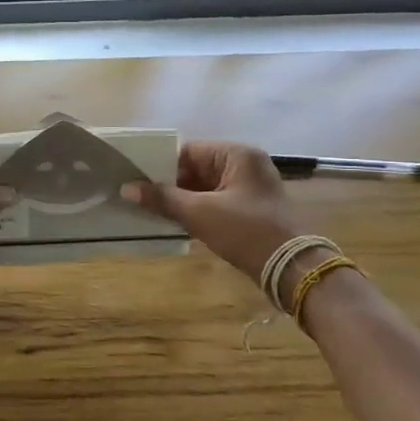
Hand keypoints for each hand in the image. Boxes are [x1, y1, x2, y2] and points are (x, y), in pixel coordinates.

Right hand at [121, 141, 310, 285]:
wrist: (292, 269)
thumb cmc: (246, 231)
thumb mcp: (199, 213)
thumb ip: (162, 198)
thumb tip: (127, 188)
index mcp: (237, 155)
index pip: (188, 151)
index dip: (161, 166)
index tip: (136, 180)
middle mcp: (245, 165)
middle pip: (195, 169)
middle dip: (169, 185)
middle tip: (138, 197)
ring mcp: (249, 189)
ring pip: (203, 188)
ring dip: (180, 200)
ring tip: (149, 211)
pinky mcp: (249, 210)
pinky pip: (214, 203)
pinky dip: (195, 211)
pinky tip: (173, 222)